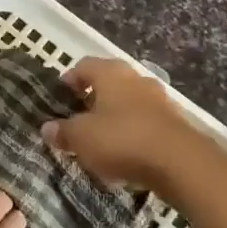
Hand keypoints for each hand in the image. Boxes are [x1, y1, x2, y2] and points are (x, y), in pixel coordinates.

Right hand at [40, 57, 216, 192]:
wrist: (179, 161)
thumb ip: (63, 131)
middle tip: (78, 119)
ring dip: (114, 115)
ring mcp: (158, 98)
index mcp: (110, 73)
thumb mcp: (82, 138)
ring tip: (101, 139)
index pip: (83, 66)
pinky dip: (133, 131)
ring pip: (128, 101)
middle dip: (92, 99)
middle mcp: (135, 78)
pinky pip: (145, 120)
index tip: (60, 98)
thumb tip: (47, 127)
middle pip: (108, 82)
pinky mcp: (174, 121)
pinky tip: (126, 152)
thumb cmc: (122, 139)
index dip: (69, 80)